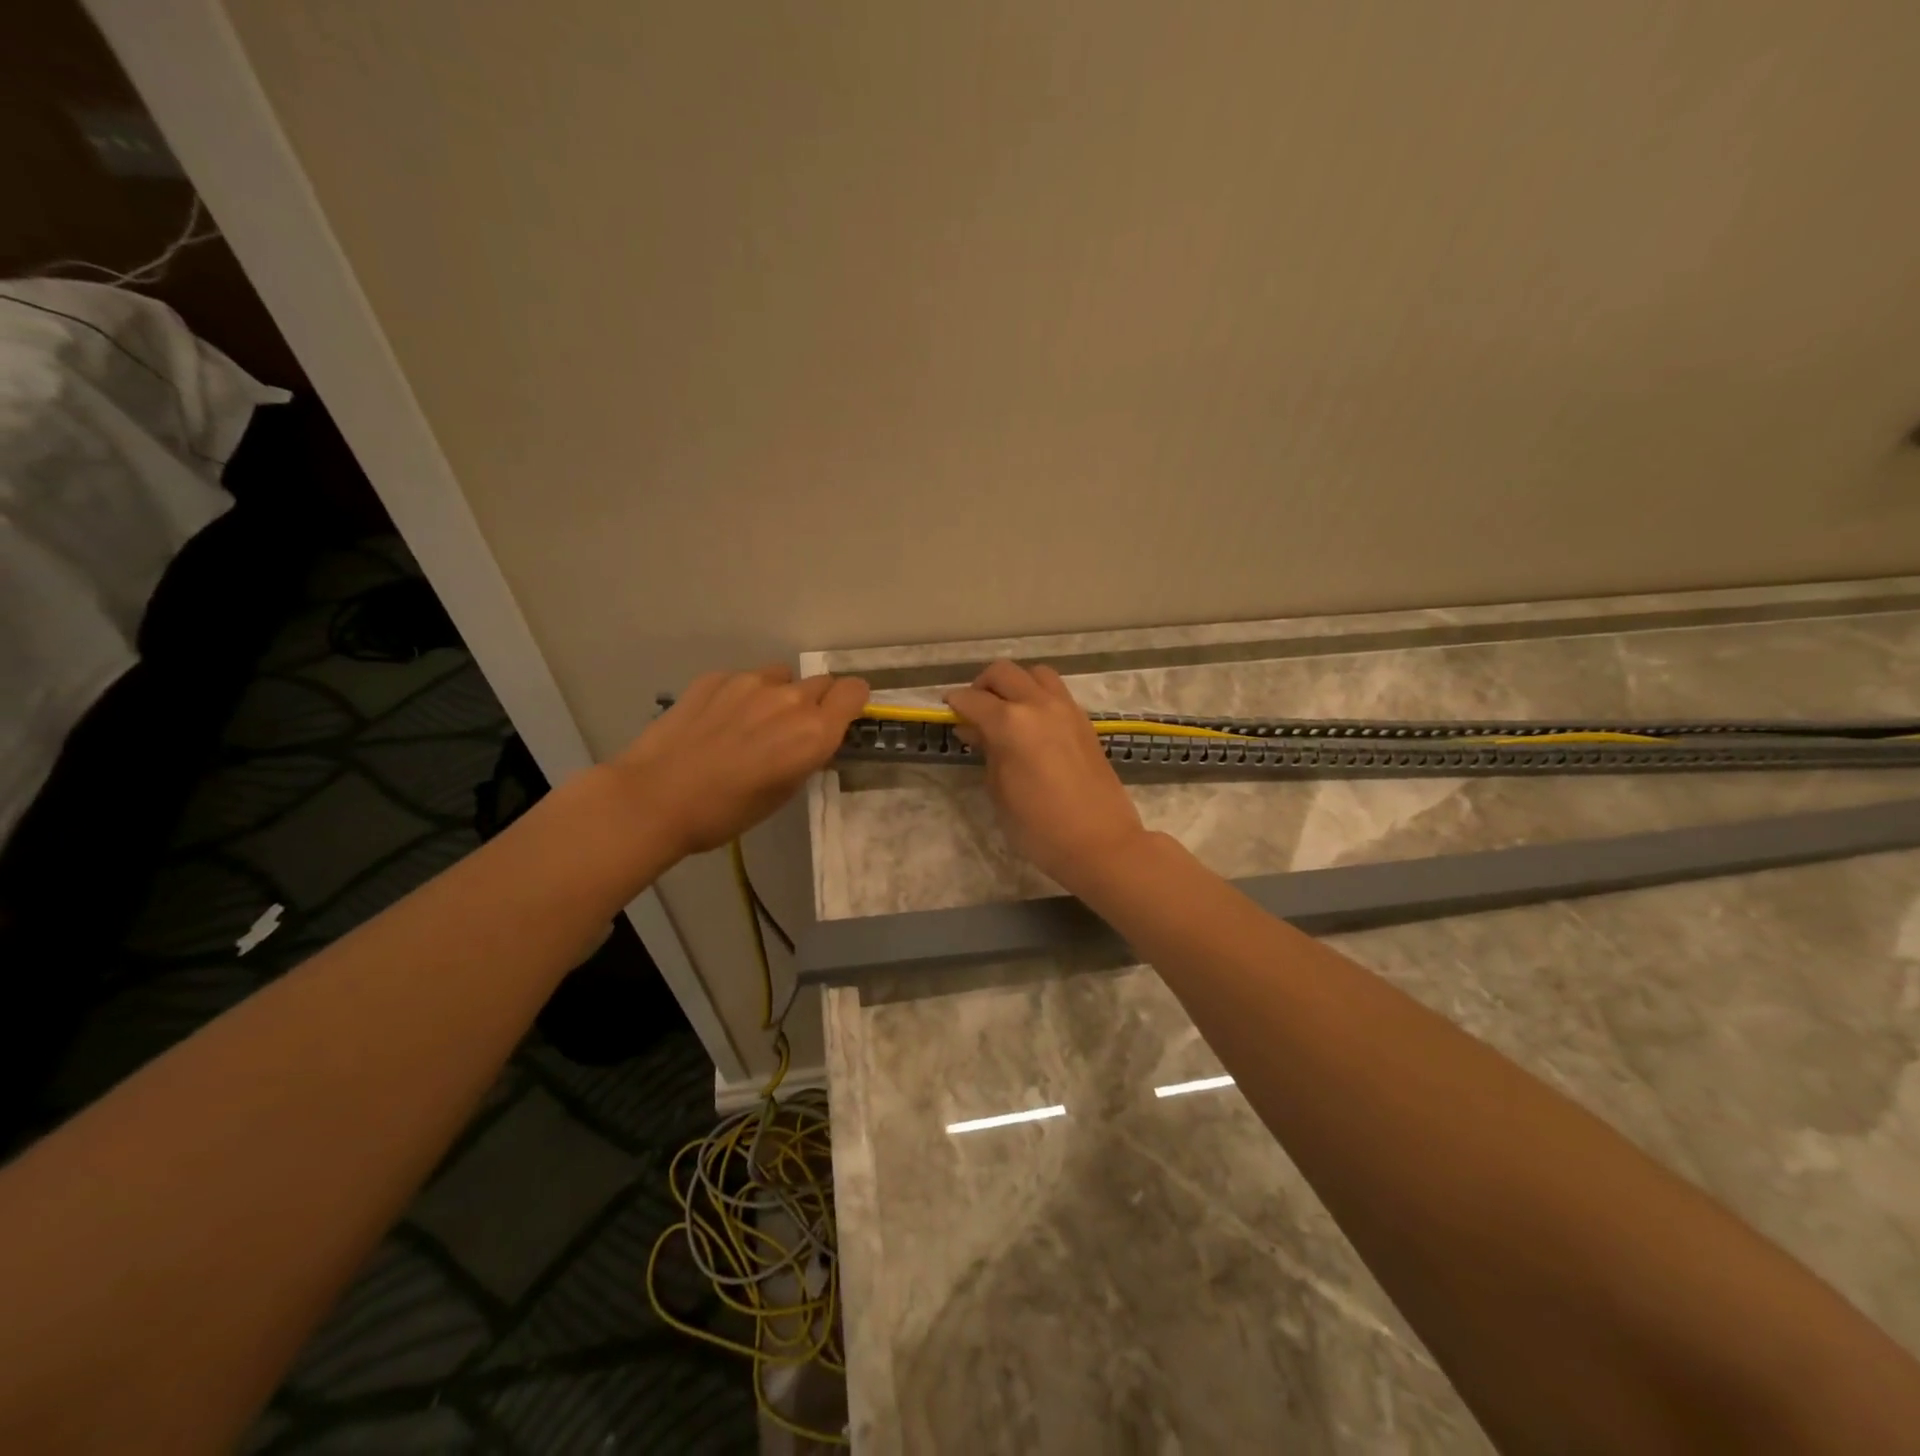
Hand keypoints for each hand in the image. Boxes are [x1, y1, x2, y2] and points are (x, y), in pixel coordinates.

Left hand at [609, 666, 868, 858]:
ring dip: (779, 695)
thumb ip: (806, 754)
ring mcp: (750, 683)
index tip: (840, 718)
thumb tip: (809, 738)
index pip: (855, 691)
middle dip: (815, 703)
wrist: (655, 798)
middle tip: (790, 731)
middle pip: (821, 683)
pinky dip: (742, 695)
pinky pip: (745, 679)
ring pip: (782, 677)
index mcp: (814, 732)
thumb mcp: (783, 792)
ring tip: (751, 724)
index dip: (851, 703)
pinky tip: (717, 722)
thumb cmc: (726, 812)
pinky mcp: (716, 678)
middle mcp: (789, 699)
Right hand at [946, 660, 1149, 891]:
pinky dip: (1038, 696)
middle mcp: (1038, 705)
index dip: (955, 704)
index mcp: (1011, 723)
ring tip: (1006, 711)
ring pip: (1034, 673)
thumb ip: (987, 751)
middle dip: (982, 685)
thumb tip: (974, 728)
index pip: (973, 699)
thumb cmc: (1039, 826)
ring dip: (1015, 684)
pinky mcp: (1084, 721)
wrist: (1100, 842)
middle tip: (974, 710)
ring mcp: (1066, 709)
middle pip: (1003, 673)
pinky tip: (1032, 724)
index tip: (948, 712)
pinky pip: (1055, 692)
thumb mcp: (1000, 791)